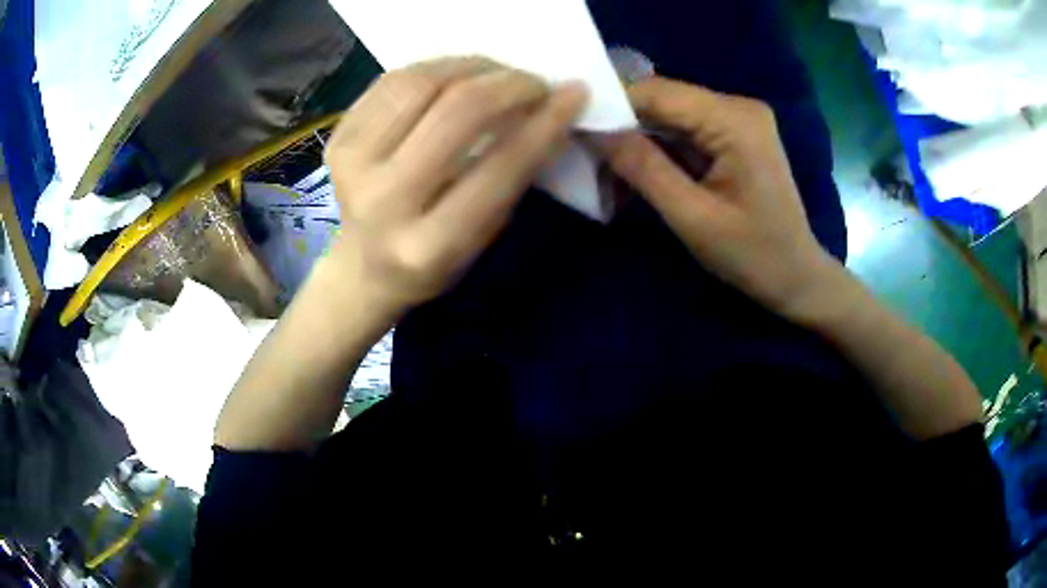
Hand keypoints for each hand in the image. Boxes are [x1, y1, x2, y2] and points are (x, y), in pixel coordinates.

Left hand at [324, 57, 587, 316]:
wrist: (362, 267)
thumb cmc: (433, 258)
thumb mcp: (483, 236)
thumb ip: (513, 176)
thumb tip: (549, 110)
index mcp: (431, 244)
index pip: (500, 166)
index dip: (544, 122)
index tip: (574, 94)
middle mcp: (385, 201)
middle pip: (457, 111)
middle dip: (509, 84)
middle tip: (534, 82)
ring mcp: (351, 164)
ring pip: (421, 83)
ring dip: (472, 67)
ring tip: (497, 73)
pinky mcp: (337, 137)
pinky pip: (393, 80)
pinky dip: (435, 68)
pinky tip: (457, 76)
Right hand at [593, 77, 841, 322]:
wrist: (797, 277)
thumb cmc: (753, 256)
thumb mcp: (693, 218)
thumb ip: (644, 169)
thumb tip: (595, 131)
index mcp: (734, 120)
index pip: (657, 93)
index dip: (612, 106)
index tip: (574, 131)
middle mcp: (737, 107)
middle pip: (664, 100)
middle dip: (624, 126)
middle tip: (588, 157)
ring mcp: (738, 119)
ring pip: (671, 116)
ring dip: (639, 140)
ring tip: (609, 172)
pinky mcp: (735, 135)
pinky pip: (686, 131)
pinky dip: (660, 150)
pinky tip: (639, 173)